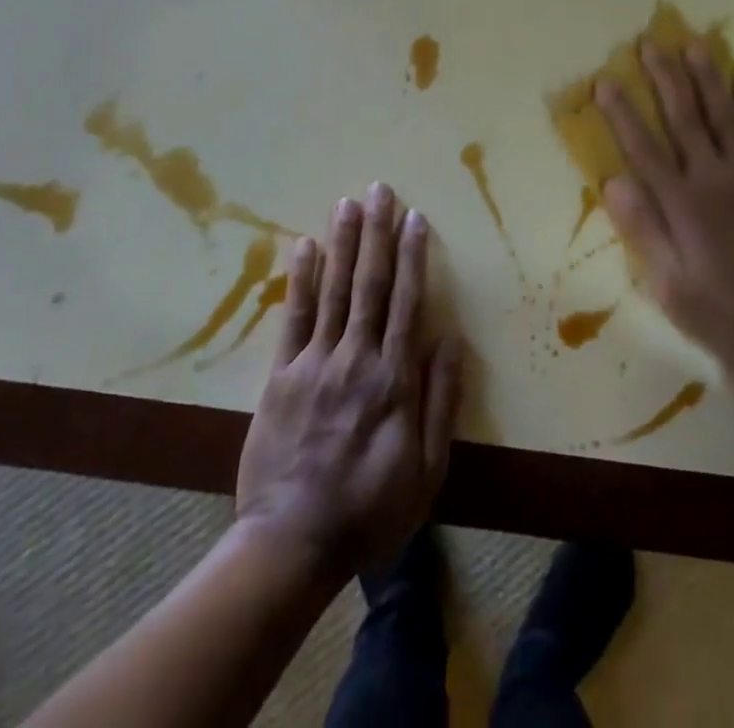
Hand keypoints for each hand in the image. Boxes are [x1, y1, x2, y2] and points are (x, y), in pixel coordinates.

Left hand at [236, 183, 462, 582]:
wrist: (292, 544)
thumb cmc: (371, 508)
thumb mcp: (427, 468)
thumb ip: (441, 400)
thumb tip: (451, 338)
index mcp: (395, 378)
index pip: (408, 301)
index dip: (414, 255)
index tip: (416, 217)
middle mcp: (357, 358)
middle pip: (371, 284)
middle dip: (377, 233)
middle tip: (380, 189)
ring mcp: (315, 363)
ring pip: (335, 290)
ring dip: (343, 243)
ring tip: (347, 202)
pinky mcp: (281, 376)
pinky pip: (294, 318)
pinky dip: (301, 280)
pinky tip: (305, 246)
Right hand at [595, 43, 733, 405]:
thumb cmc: (732, 316)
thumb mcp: (674, 288)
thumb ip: (644, 230)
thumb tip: (612, 180)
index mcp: (683, 205)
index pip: (643, 148)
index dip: (622, 113)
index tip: (605, 80)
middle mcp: (715, 177)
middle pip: (684, 117)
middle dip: (664, 78)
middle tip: (650, 43)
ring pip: (725, 113)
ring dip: (707, 77)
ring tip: (693, 45)